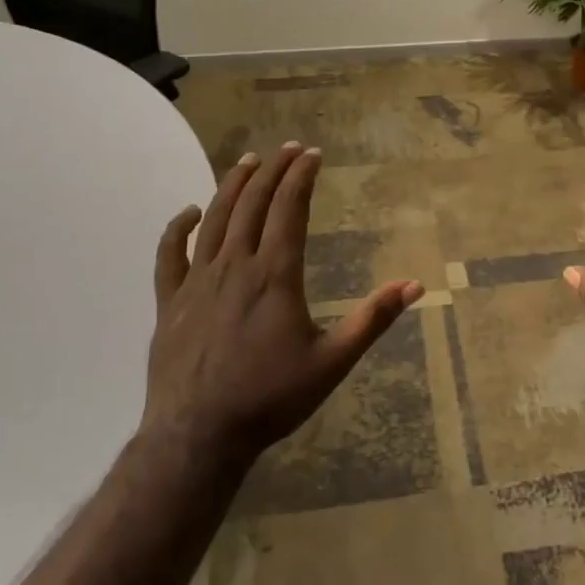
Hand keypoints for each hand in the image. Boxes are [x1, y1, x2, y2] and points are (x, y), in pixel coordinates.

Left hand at [144, 141, 423, 464]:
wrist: (198, 435)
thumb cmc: (270, 398)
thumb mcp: (332, 362)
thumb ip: (372, 320)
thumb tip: (414, 285)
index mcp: (275, 275)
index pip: (289, 209)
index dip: (301, 177)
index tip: (312, 154)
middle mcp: (235, 266)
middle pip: (253, 204)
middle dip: (273, 171)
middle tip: (288, 149)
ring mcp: (197, 282)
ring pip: (214, 219)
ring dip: (232, 186)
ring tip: (248, 162)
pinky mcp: (169, 302)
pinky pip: (169, 254)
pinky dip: (178, 227)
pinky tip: (189, 212)